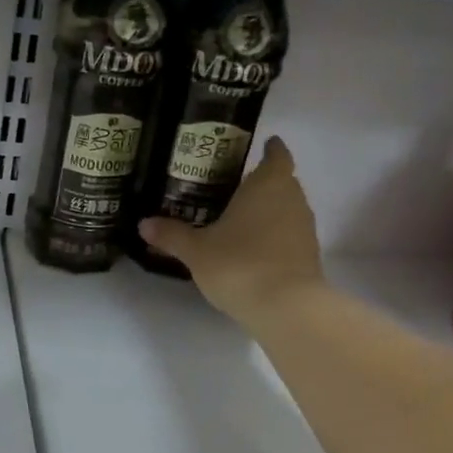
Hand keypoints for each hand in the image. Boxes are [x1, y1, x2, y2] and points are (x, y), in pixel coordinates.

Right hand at [137, 135, 324, 325]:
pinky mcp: (308, 255)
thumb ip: (171, 235)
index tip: (263, 145)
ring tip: (238, 219)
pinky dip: (273, 235)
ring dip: (268, 211)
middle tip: (232, 187)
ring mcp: (304, 228)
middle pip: (282, 181)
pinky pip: (288, 234)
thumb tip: (144, 224)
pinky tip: (250, 248)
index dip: (270, 149)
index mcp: (268, 185)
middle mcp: (292, 199)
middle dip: (262, 182)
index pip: (276, 155)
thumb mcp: (196, 250)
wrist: (285, 307)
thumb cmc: (239, 264)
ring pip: (286, 208)